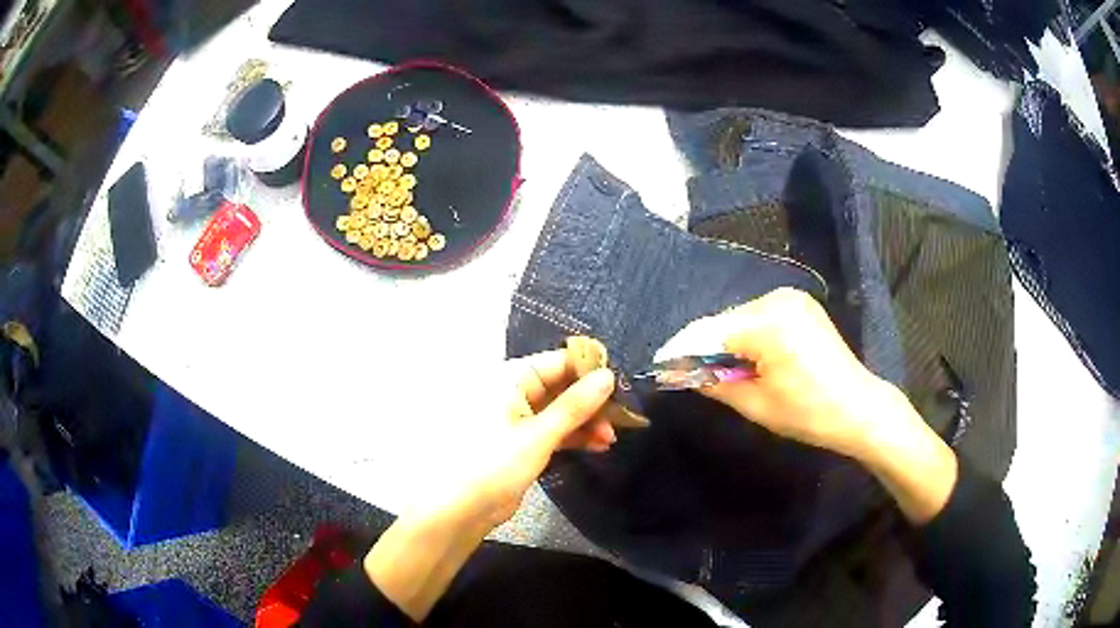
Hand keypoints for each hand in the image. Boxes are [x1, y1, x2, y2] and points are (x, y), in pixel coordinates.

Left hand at [364, 351, 615, 620]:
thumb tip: (608, 376)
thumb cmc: (493, 464)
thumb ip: (575, 406)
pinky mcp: (520, 443)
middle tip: (621, 419)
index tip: (621, 384)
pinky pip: (552, 431)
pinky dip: (573, 436)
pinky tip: (597, 445)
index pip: (556, 363)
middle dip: (591, 402)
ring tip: (611, 438)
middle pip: (560, 387)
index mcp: (508, 378)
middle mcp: (512, 392)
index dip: (589, 371)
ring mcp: (516, 419)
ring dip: (585, 422)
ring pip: (559, 411)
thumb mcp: (538, 435)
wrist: (458, 510)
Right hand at [667, 287, 893, 457]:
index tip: (660, 366)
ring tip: (719, 370)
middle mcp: (778, 299)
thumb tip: (680, 372)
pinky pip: (759, 317)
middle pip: (723, 321)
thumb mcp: (755, 404)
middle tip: (689, 374)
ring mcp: (791, 298)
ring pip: (739, 318)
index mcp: (768, 323)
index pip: (709, 331)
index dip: (681, 350)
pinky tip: (747, 358)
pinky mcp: (799, 304)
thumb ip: (714, 382)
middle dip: (704, 346)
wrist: (858, 407)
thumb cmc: (808, 413)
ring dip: (725, 341)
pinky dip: (746, 336)